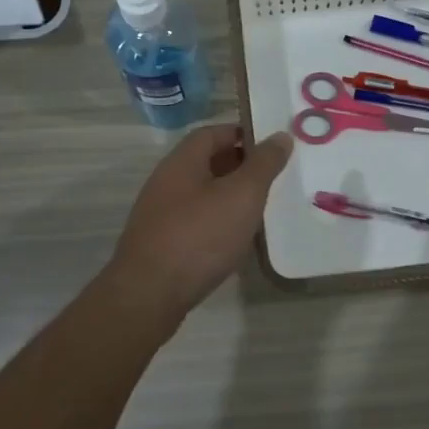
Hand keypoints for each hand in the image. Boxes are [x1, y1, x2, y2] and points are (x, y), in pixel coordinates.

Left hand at [104, 124, 292, 321]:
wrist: (149, 295)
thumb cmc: (199, 236)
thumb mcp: (241, 194)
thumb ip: (263, 164)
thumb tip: (280, 136)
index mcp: (182, 161)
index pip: (213, 133)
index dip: (242, 134)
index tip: (272, 146)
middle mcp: (166, 182)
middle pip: (207, 163)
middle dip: (240, 166)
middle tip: (273, 178)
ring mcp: (160, 215)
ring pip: (202, 195)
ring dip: (230, 197)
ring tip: (261, 209)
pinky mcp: (161, 244)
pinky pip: (195, 222)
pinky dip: (218, 223)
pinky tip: (236, 240)